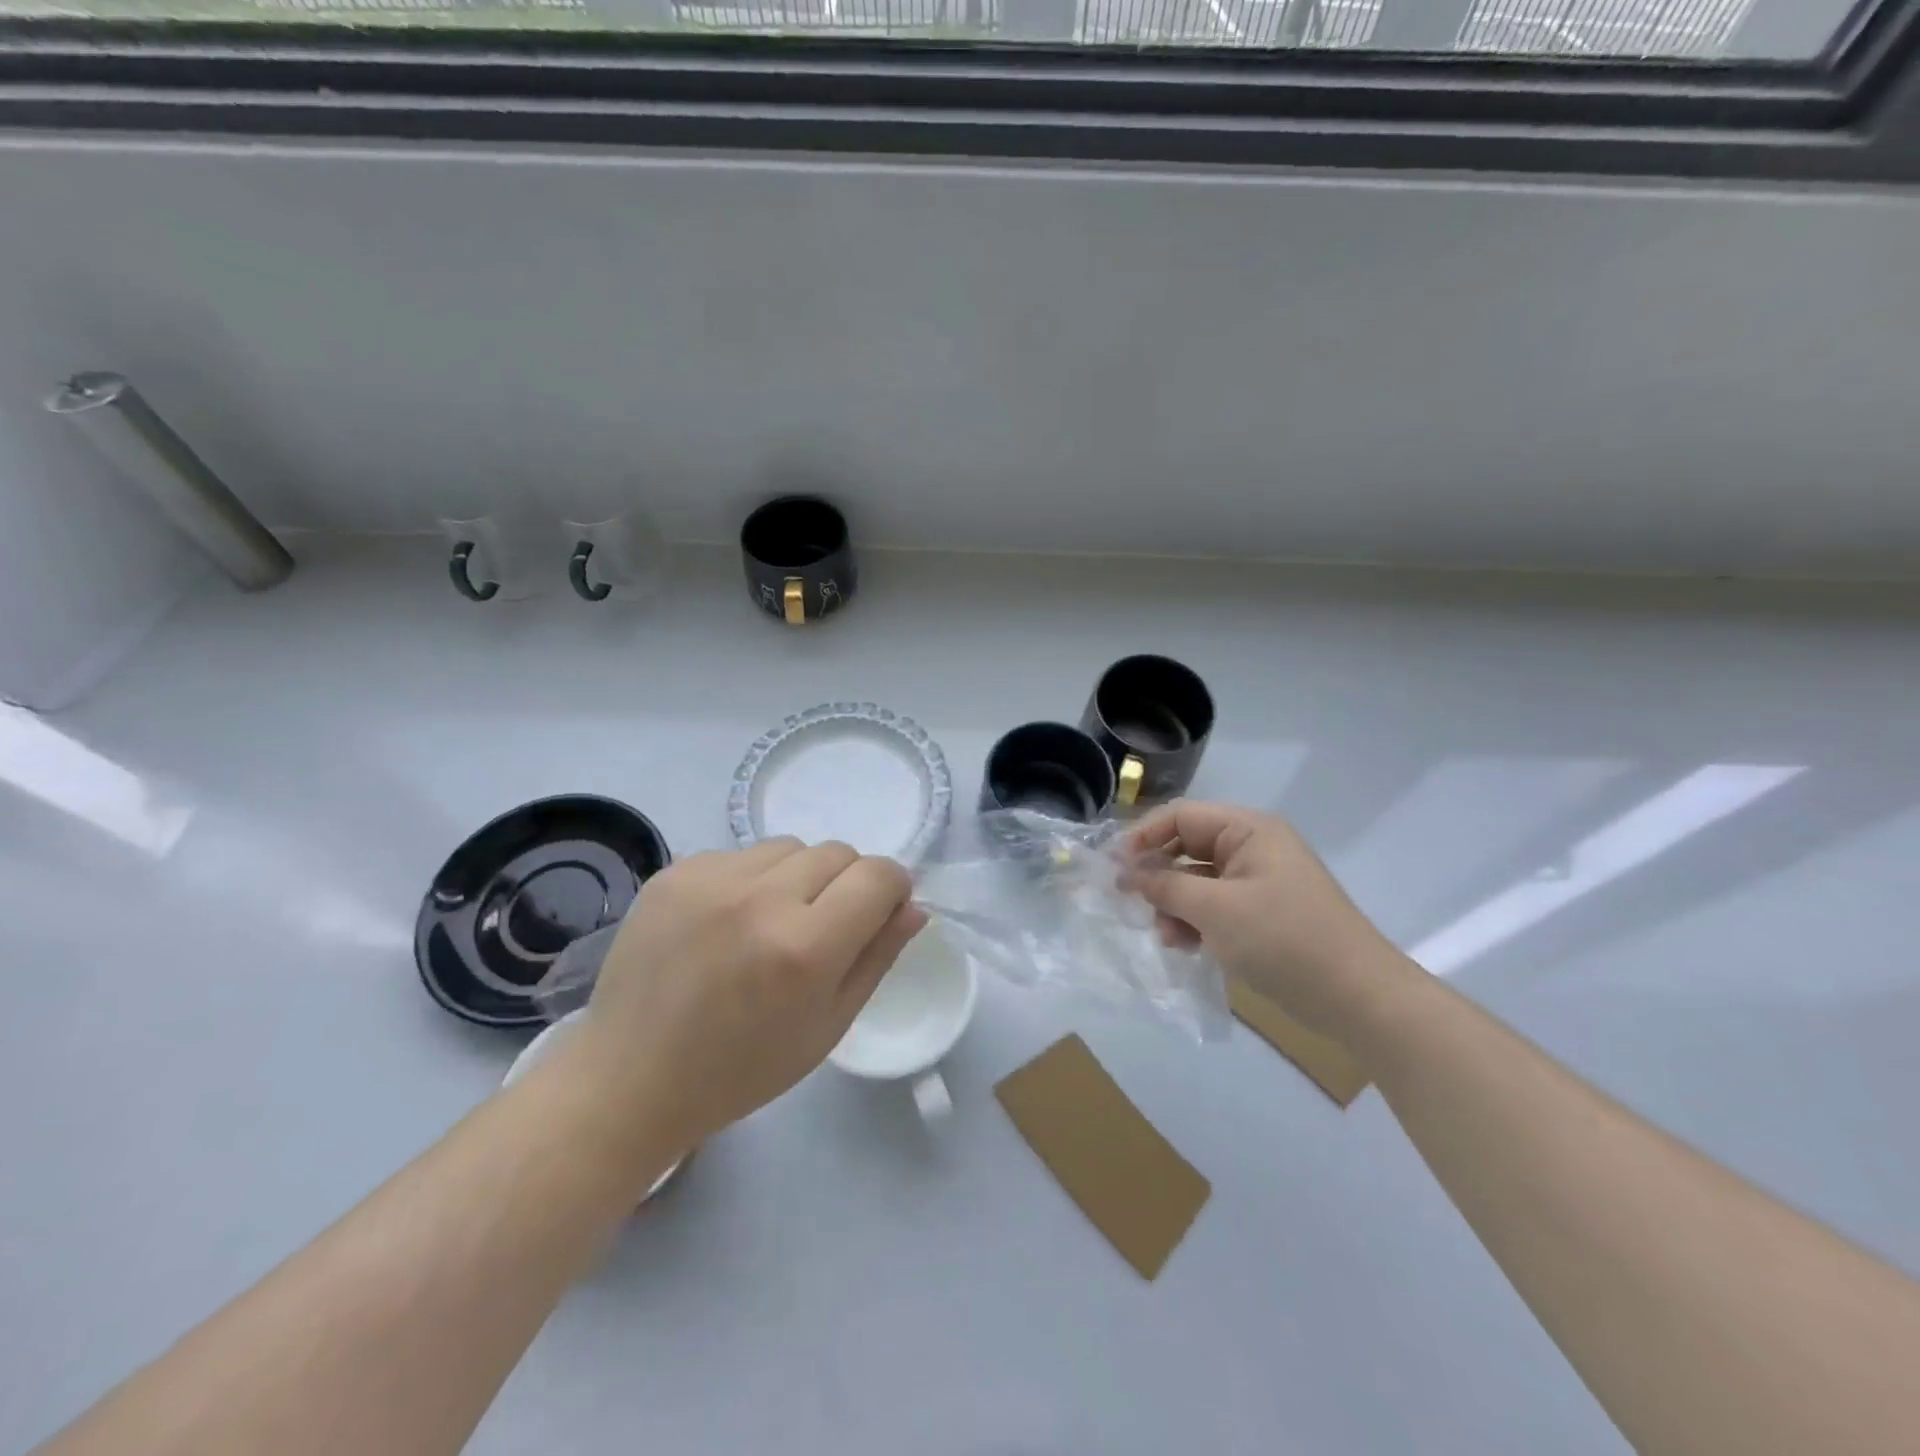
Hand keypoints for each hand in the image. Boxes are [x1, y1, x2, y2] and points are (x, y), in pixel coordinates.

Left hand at [570, 839, 925, 1148]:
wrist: (632, 1077)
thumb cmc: (743, 1068)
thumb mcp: (828, 1026)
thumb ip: (877, 957)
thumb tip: (913, 906)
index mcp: (805, 948)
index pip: (879, 875)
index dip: (892, 889)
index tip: (879, 913)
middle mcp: (761, 899)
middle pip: (838, 852)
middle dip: (846, 883)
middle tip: (821, 928)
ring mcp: (712, 879)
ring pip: (790, 847)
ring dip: (797, 876)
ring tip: (770, 923)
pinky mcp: (675, 872)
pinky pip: (740, 854)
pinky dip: (749, 880)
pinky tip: (727, 922)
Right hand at [1126, 801, 1411, 1038]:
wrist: (1358, 999)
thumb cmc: (1284, 940)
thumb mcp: (1215, 909)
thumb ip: (1165, 885)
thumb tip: (1124, 872)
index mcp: (1248, 830)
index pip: (1181, 817)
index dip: (1142, 837)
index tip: (1112, 868)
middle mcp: (1253, 847)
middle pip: (1187, 847)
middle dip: (1158, 876)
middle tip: (1130, 903)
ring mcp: (1260, 881)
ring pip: (1197, 880)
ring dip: (1175, 904)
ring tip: (1166, 936)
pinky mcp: (1263, 913)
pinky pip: (1215, 905)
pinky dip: (1196, 921)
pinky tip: (1185, 946)